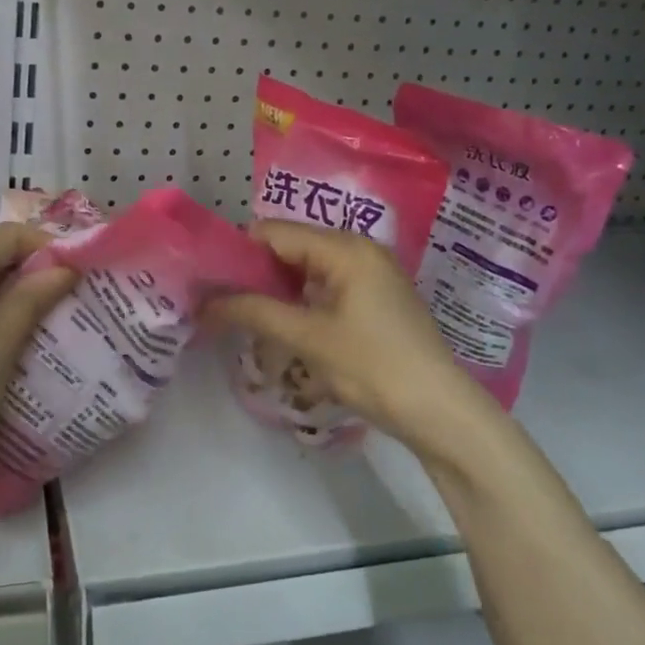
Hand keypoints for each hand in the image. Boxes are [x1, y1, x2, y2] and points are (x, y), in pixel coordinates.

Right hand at [206, 221, 506, 462]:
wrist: (440, 412)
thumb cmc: (373, 367)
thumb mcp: (308, 338)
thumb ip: (254, 312)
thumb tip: (204, 303)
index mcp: (345, 248)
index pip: (274, 232)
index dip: (237, 251)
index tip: (205, 277)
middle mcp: (358, 250)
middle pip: (290, 248)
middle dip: (253, 272)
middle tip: (216, 299)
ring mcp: (369, 275)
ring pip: (305, 270)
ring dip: (274, 290)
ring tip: (239, 314)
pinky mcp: (373, 299)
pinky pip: (324, 287)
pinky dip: (298, 301)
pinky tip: (277, 324)